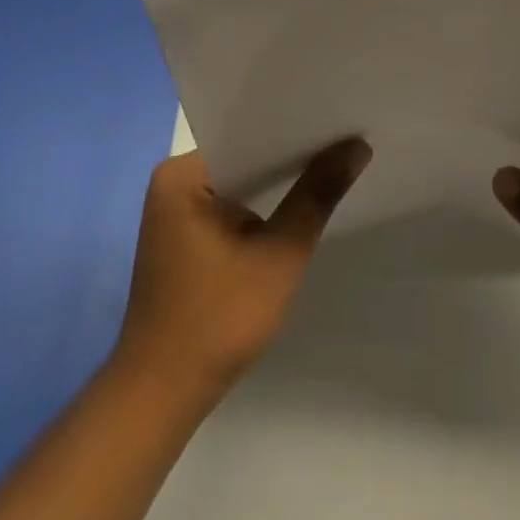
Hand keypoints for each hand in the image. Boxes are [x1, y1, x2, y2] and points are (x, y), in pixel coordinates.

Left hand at [113, 139, 369, 406]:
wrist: (163, 395)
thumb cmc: (218, 319)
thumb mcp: (279, 254)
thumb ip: (317, 195)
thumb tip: (356, 145)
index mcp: (182, 174)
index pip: (248, 134)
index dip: (297, 131)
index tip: (340, 124)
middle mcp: (173, 183)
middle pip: (245, 158)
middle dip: (291, 160)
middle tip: (346, 144)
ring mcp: (174, 212)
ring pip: (240, 185)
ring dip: (278, 188)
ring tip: (333, 170)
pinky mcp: (182, 239)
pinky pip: (230, 208)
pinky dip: (260, 211)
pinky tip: (297, 211)